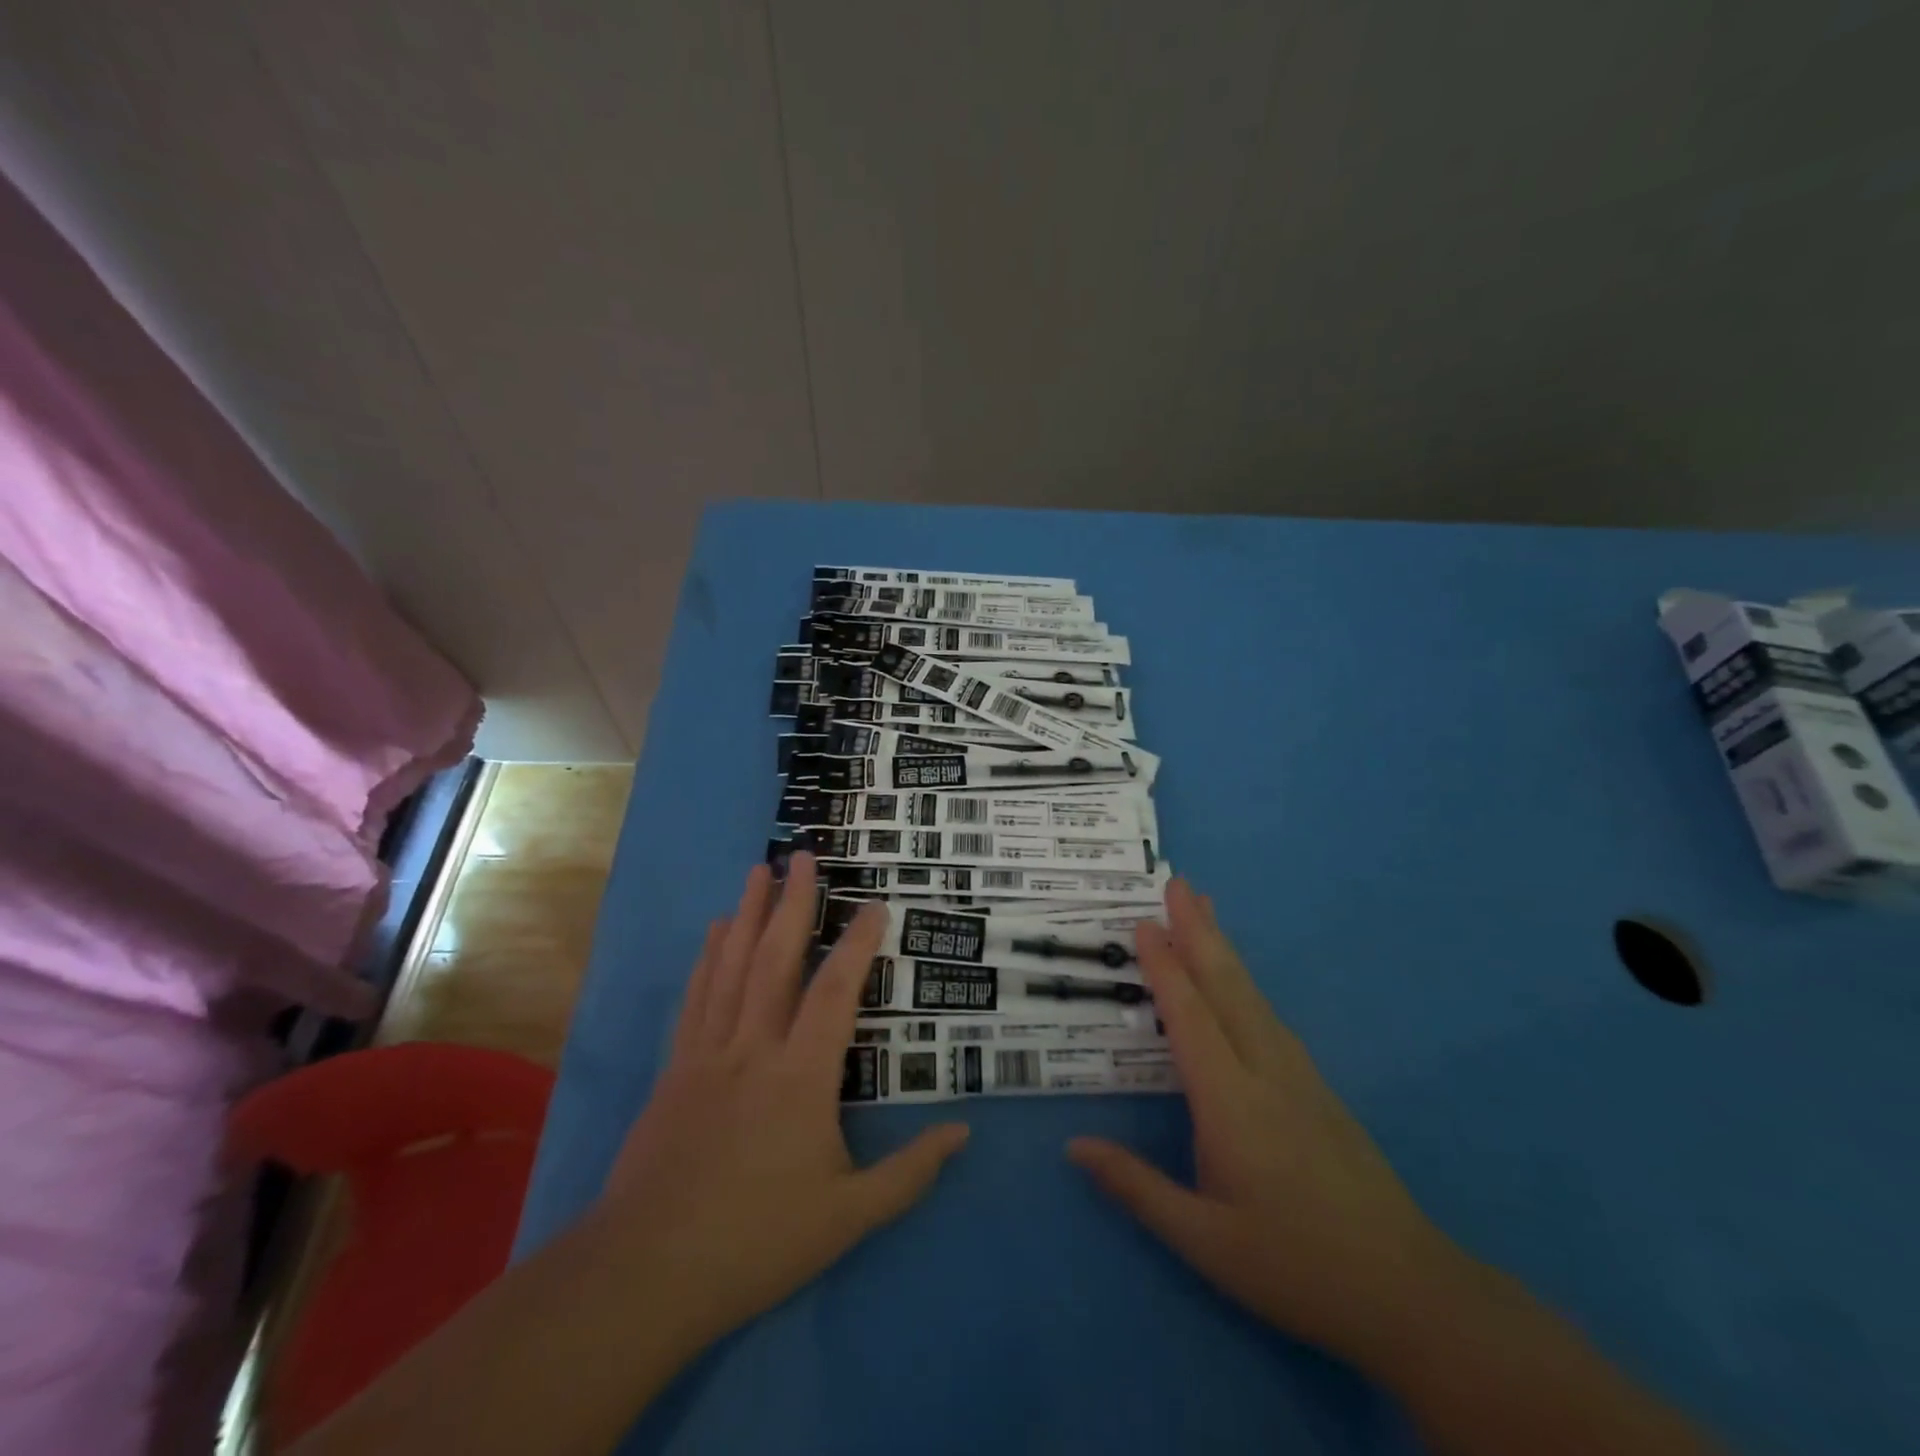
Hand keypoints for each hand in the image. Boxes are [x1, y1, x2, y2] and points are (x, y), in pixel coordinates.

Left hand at [595, 854, 968, 1356]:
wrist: (646, 1271)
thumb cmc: (756, 1240)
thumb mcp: (847, 1216)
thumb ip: (909, 1172)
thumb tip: (964, 1133)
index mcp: (801, 1076)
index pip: (835, 993)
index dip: (856, 945)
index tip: (873, 905)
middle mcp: (754, 1047)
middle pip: (775, 960)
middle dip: (792, 903)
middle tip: (802, 856)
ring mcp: (709, 1053)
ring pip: (732, 967)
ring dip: (748, 914)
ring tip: (759, 871)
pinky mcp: (676, 1068)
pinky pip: (697, 997)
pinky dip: (708, 957)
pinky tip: (715, 931)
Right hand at [1067, 879, 1457, 1369]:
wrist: (1409, 1294)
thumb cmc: (1294, 1267)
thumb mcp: (1204, 1241)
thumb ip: (1137, 1187)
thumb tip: (1074, 1146)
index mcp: (1231, 1103)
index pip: (1190, 1018)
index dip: (1164, 968)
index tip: (1143, 923)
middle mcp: (1266, 1072)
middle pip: (1227, 987)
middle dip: (1199, 931)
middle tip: (1178, 883)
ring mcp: (1298, 1076)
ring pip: (1253, 996)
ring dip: (1223, 948)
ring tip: (1204, 911)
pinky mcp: (1317, 1088)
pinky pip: (1269, 1017)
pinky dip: (1244, 982)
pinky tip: (1238, 982)